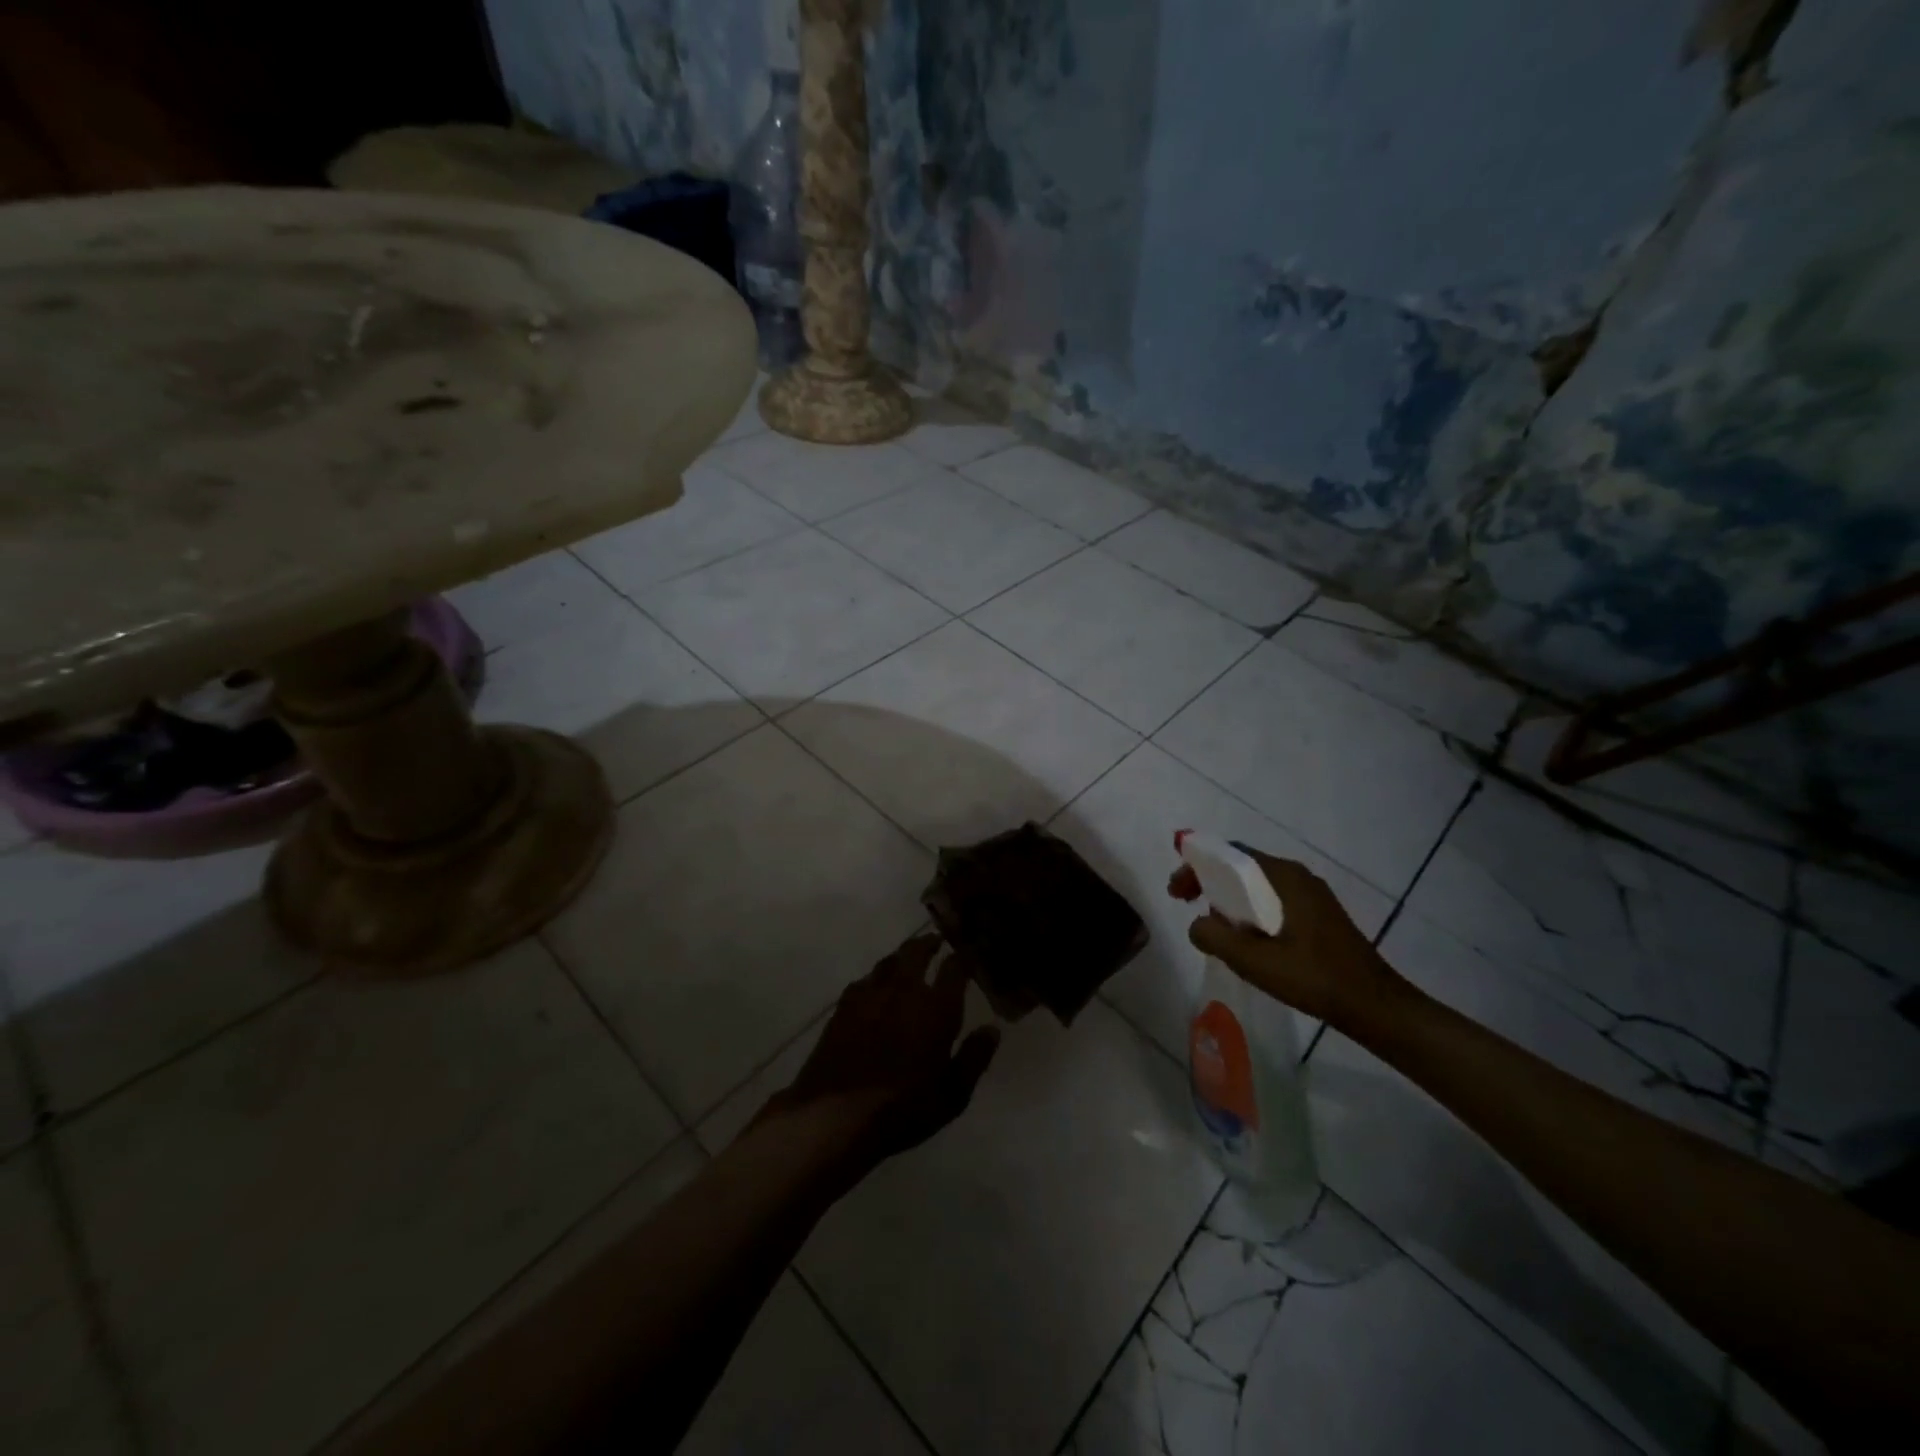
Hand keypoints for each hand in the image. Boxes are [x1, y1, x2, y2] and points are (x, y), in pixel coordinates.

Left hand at [767, 931, 1000, 1172]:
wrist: (835, 1114)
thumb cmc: (902, 1109)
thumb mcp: (951, 1095)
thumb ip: (974, 1058)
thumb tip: (992, 1030)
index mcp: (936, 1008)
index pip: (954, 968)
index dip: (963, 958)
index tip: (968, 955)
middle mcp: (904, 990)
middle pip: (916, 952)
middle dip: (928, 943)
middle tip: (935, 941)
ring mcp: (870, 995)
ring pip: (888, 962)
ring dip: (901, 956)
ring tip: (907, 959)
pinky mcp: (843, 1006)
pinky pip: (865, 980)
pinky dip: (876, 978)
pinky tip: (875, 987)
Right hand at [1169, 847, 1407, 1035]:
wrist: (1375, 1006)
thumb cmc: (1314, 978)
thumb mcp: (1255, 961)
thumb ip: (1216, 937)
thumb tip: (1197, 924)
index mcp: (1284, 877)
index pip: (1230, 854)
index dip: (1197, 867)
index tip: (1177, 892)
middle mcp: (1298, 876)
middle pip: (1242, 866)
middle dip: (1209, 881)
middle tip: (1185, 904)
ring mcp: (1311, 895)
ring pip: (1257, 885)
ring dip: (1228, 898)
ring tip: (1211, 925)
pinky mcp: (1318, 915)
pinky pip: (1273, 900)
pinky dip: (1249, 909)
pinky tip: (1244, 938)